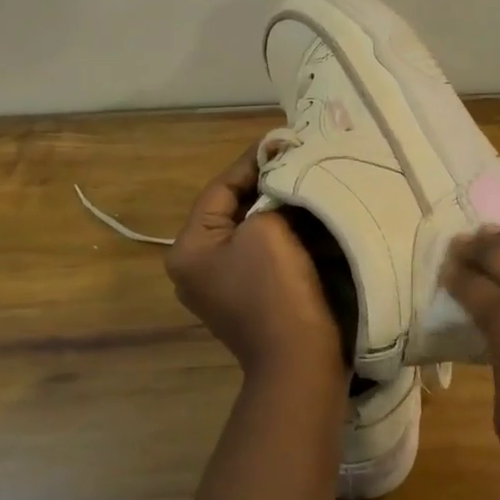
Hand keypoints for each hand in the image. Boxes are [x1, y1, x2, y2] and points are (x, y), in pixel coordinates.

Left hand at [166, 147, 343, 376]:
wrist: (300, 361)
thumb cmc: (276, 290)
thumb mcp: (268, 228)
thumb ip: (270, 195)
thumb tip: (283, 179)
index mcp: (189, 248)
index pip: (220, 187)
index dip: (254, 160)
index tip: (285, 138)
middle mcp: (198, 265)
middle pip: (234, 208)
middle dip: (268, 183)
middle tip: (299, 156)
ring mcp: (223, 283)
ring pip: (252, 229)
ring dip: (279, 206)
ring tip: (308, 178)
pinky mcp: (250, 295)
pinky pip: (265, 251)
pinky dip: (285, 232)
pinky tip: (310, 214)